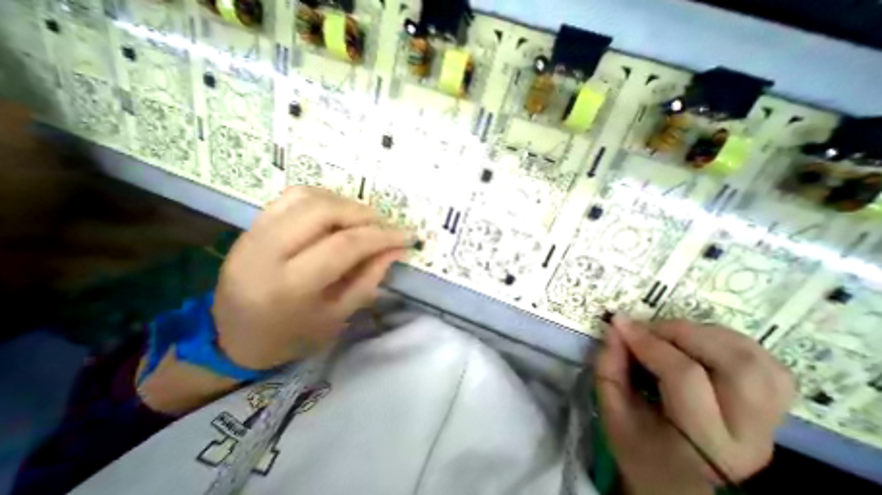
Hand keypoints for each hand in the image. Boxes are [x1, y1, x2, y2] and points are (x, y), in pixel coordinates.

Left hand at [213, 187, 410, 368]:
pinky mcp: (252, 225)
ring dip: (345, 203)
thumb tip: (396, 249)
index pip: (345, 245)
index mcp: (289, 285)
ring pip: (308, 197)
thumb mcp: (339, 315)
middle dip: (364, 214)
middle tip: (384, 227)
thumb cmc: (292, 335)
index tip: (406, 236)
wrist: (232, 337)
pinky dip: (324, 199)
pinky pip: (293, 196)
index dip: (381, 236)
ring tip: (364, 221)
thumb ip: (370, 277)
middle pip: (324, 211)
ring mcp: (254, 233)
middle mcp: (266, 251)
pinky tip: (338, 214)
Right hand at [595, 316, 797, 494]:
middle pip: (736, 365)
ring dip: (708, 333)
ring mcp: (770, 423)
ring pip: (759, 361)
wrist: (677, 483)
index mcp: (704, 441)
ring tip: (670, 333)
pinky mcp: (772, 412)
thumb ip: (608, 367)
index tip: (619, 323)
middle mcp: (749, 433)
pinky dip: (731, 342)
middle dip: (682, 332)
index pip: (684, 376)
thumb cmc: (638, 448)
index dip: (647, 342)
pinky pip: (768, 366)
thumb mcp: (611, 411)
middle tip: (647, 328)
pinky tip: (698, 342)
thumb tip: (615, 328)